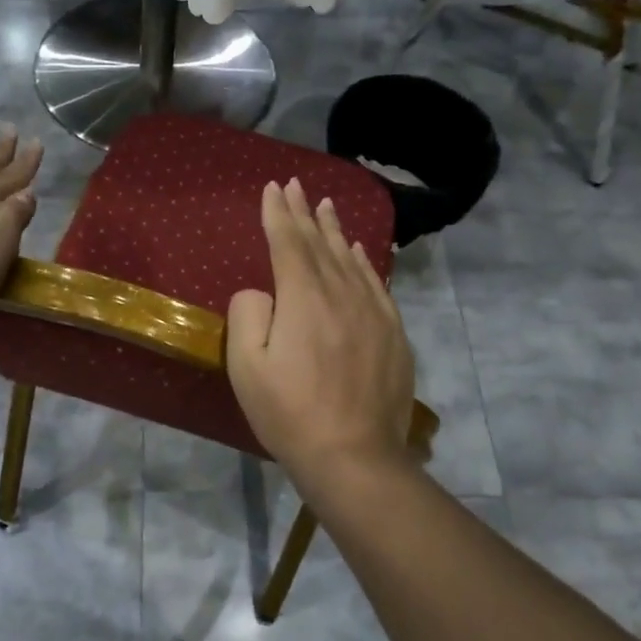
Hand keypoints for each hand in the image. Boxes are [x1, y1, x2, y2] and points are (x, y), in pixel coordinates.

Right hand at [226, 179, 415, 484]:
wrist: (354, 455)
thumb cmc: (289, 413)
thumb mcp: (247, 366)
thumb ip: (249, 314)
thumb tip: (261, 291)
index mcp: (303, 298)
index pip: (288, 243)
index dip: (278, 213)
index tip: (273, 187)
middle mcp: (341, 294)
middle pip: (320, 244)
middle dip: (305, 213)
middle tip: (296, 185)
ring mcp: (373, 312)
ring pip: (350, 260)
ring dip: (335, 231)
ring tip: (327, 206)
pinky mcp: (393, 334)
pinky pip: (376, 284)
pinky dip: (364, 262)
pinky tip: (359, 253)